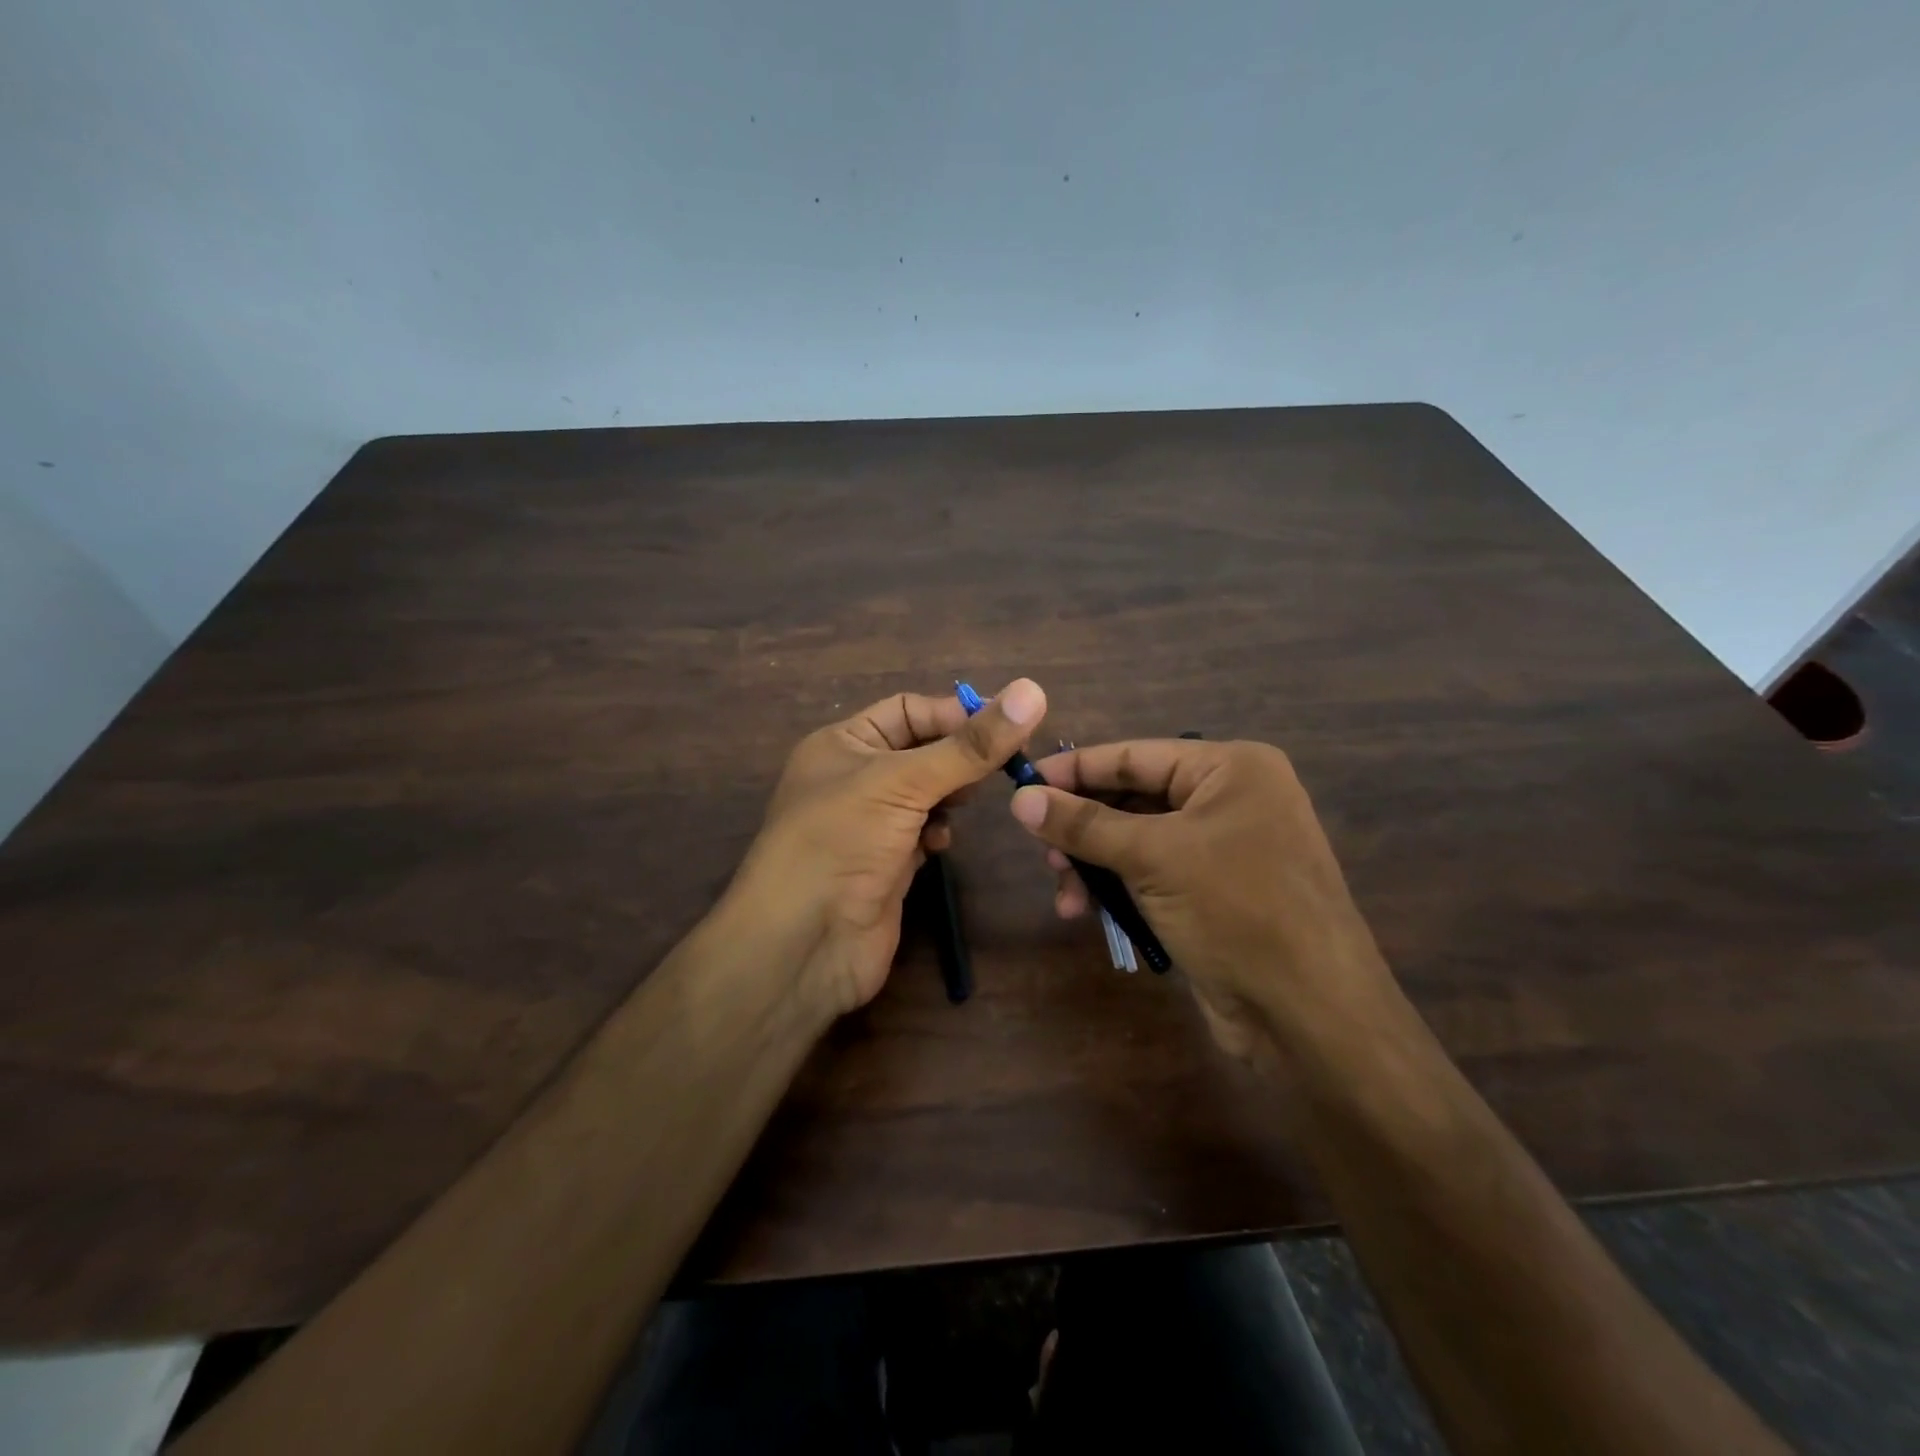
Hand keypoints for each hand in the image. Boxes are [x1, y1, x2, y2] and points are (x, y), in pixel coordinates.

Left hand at [729, 680, 1045, 1016]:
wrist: (803, 944)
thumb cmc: (842, 841)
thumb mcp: (904, 782)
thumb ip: (970, 745)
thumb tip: (1032, 691)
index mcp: (843, 743)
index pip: (909, 710)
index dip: (956, 714)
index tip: (1008, 727)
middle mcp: (854, 777)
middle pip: (922, 751)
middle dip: (959, 757)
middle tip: (1003, 765)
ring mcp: (871, 824)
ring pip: (928, 794)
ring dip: (951, 795)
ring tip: (966, 804)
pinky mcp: (887, 864)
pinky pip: (924, 833)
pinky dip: (938, 832)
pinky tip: (940, 844)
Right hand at [1007, 739, 1394, 1064]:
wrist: (1310, 1015)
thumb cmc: (1237, 911)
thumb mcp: (1154, 858)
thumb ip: (1084, 825)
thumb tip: (1020, 798)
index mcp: (1231, 769)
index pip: (1135, 756)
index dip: (1076, 768)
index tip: (1023, 782)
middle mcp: (1230, 799)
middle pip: (1133, 799)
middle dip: (1084, 827)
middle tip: (1042, 851)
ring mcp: (1224, 848)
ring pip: (1136, 841)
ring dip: (1095, 865)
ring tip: (1065, 895)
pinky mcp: (1214, 892)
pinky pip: (1151, 874)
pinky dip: (1117, 889)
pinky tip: (1086, 912)